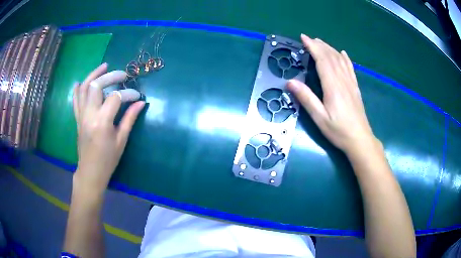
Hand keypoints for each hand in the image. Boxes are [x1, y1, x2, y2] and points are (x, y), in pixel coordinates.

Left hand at [72, 63, 144, 193]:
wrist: (90, 172)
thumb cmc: (108, 160)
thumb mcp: (121, 140)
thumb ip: (130, 118)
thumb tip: (141, 102)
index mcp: (102, 122)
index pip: (115, 97)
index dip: (128, 93)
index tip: (137, 96)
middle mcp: (89, 115)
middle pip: (97, 85)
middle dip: (111, 76)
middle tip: (123, 75)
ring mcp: (81, 115)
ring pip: (84, 88)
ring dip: (94, 74)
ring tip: (104, 66)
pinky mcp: (77, 118)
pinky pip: (75, 100)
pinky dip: (78, 89)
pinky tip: (81, 81)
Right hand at [288, 34, 378, 154]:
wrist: (360, 139)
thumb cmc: (338, 130)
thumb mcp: (319, 117)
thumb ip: (306, 98)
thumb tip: (290, 81)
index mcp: (333, 86)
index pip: (322, 60)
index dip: (313, 47)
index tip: (304, 38)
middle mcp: (342, 80)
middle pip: (331, 57)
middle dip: (320, 45)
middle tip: (309, 38)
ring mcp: (351, 83)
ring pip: (341, 60)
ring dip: (330, 49)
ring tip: (321, 42)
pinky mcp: (355, 88)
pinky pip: (350, 68)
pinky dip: (345, 58)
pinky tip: (343, 53)